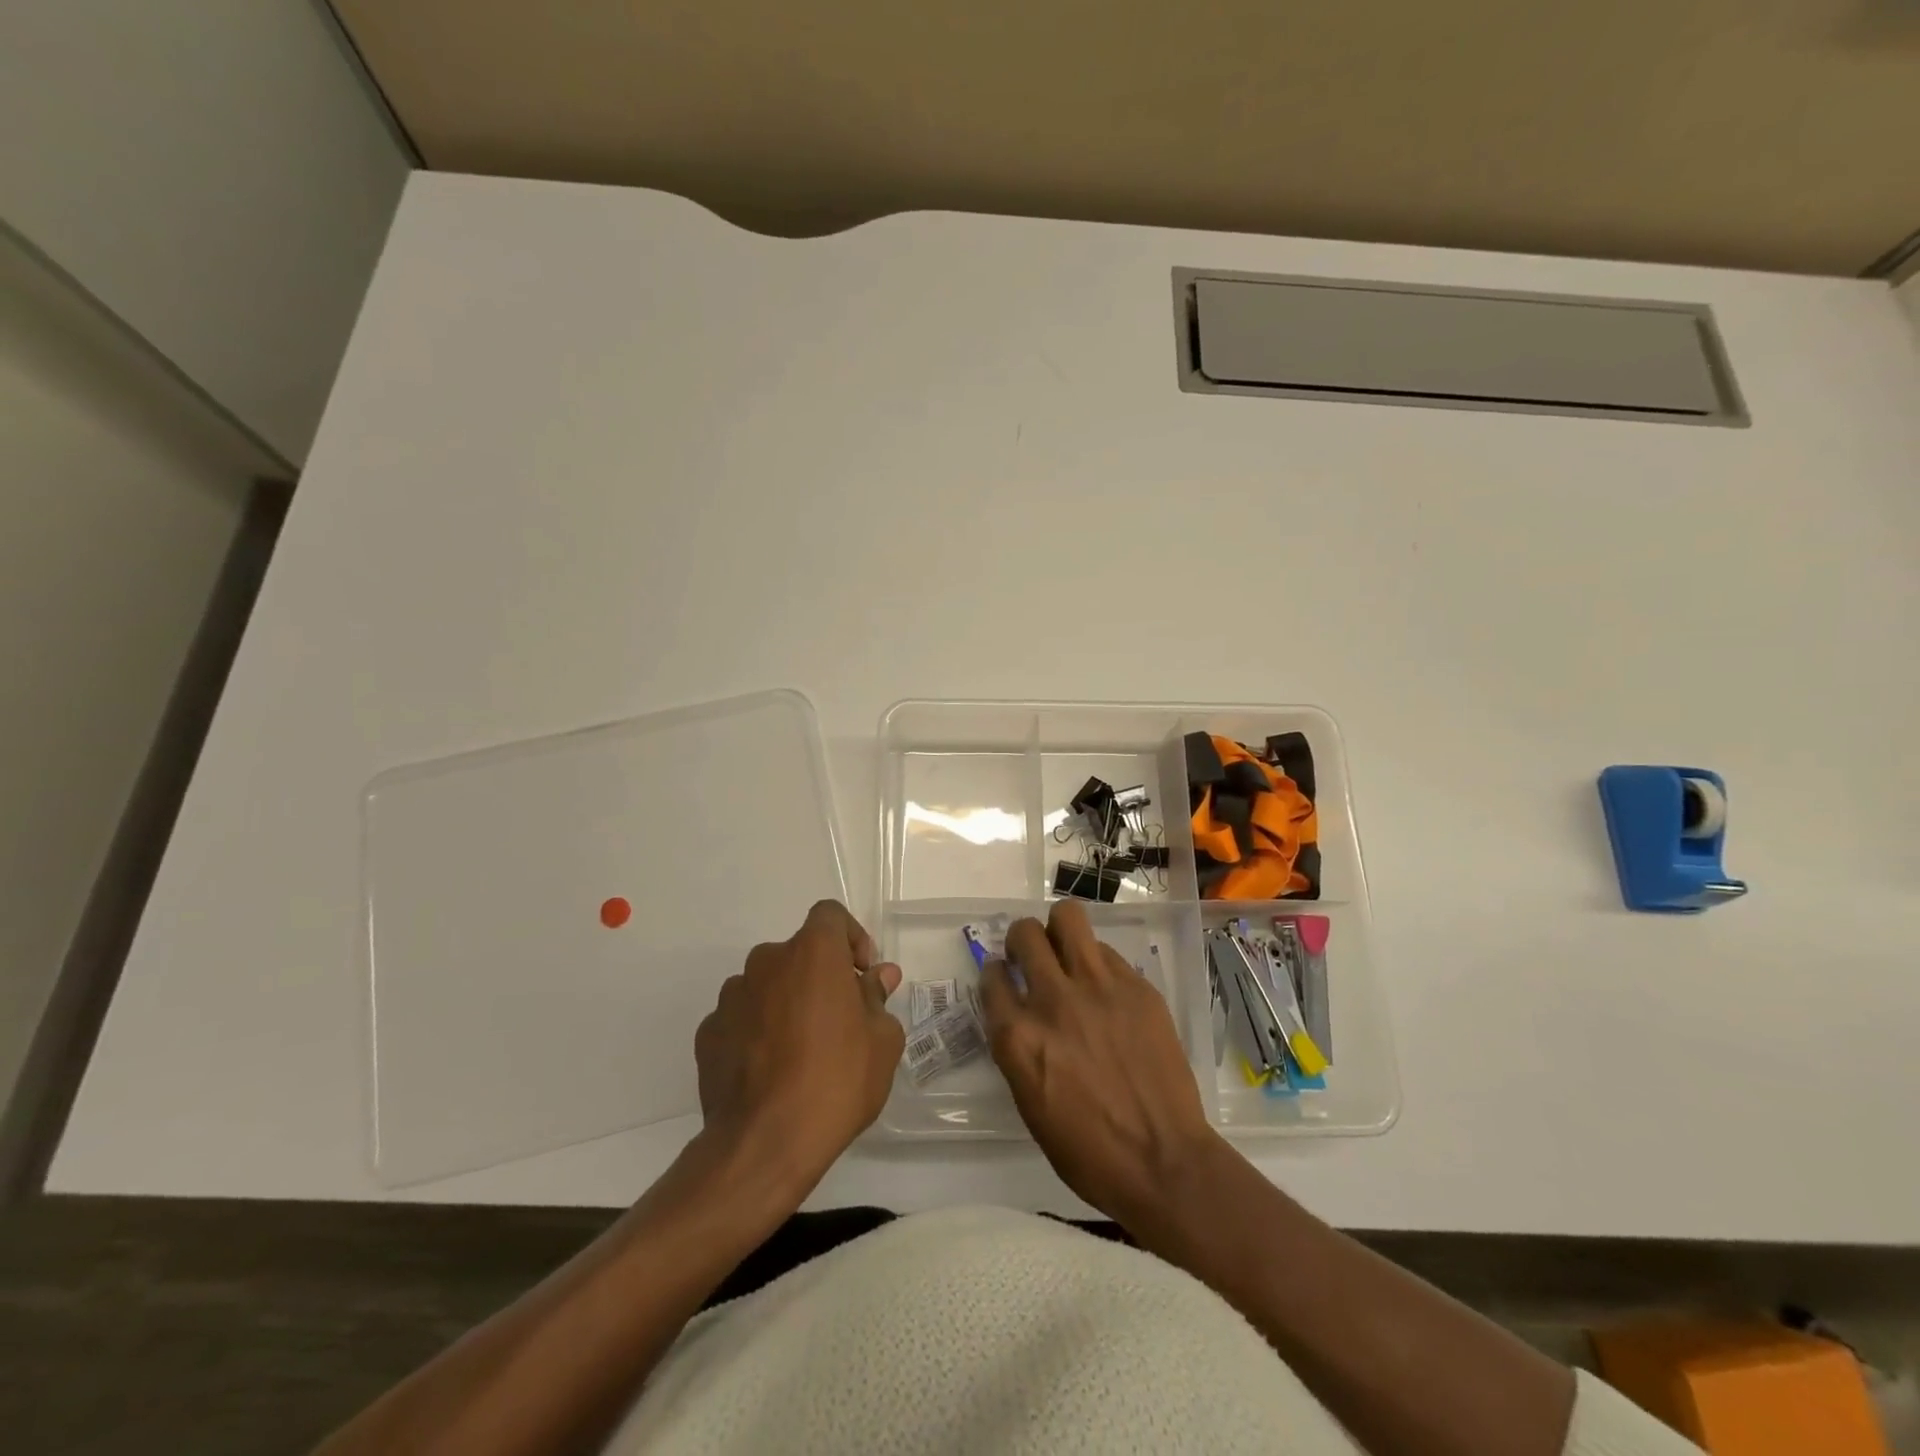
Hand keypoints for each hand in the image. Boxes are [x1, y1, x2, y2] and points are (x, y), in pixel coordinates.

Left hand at [694, 900, 903, 1197]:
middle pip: (799, 953)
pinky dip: (757, 1031)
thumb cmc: (837, 1080)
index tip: (862, 975)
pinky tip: (770, 1071)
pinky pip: (741, 1018)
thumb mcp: (882, 1040)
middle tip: (839, 1020)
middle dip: (820, 977)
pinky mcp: (708, 1033)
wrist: (764, 1144)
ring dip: (786, 1003)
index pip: (830, 915)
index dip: (850, 938)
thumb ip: (877, 998)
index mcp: (812, 952)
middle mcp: (767, 961)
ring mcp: (731, 997)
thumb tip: (877, 977)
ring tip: (801, 1051)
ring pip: (768, 985)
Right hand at [979, 901, 1219, 1226]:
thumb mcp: (1030, 1103)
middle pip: (1025, 933)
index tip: (1006, 979)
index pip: (991, 977)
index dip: (996, 975)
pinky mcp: (1137, 986)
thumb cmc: (1088, 1151)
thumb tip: (1019, 1015)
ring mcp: (1098, 988)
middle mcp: (1053, 1001)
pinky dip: (1097, 963)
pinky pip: (1106, 952)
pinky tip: (1105, 990)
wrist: (1163, 1162)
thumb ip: (1018, 1048)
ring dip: (1058, 930)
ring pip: (1068, 917)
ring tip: (1066, 952)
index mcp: (1019, 1037)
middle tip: (1033, 958)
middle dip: (1022, 940)